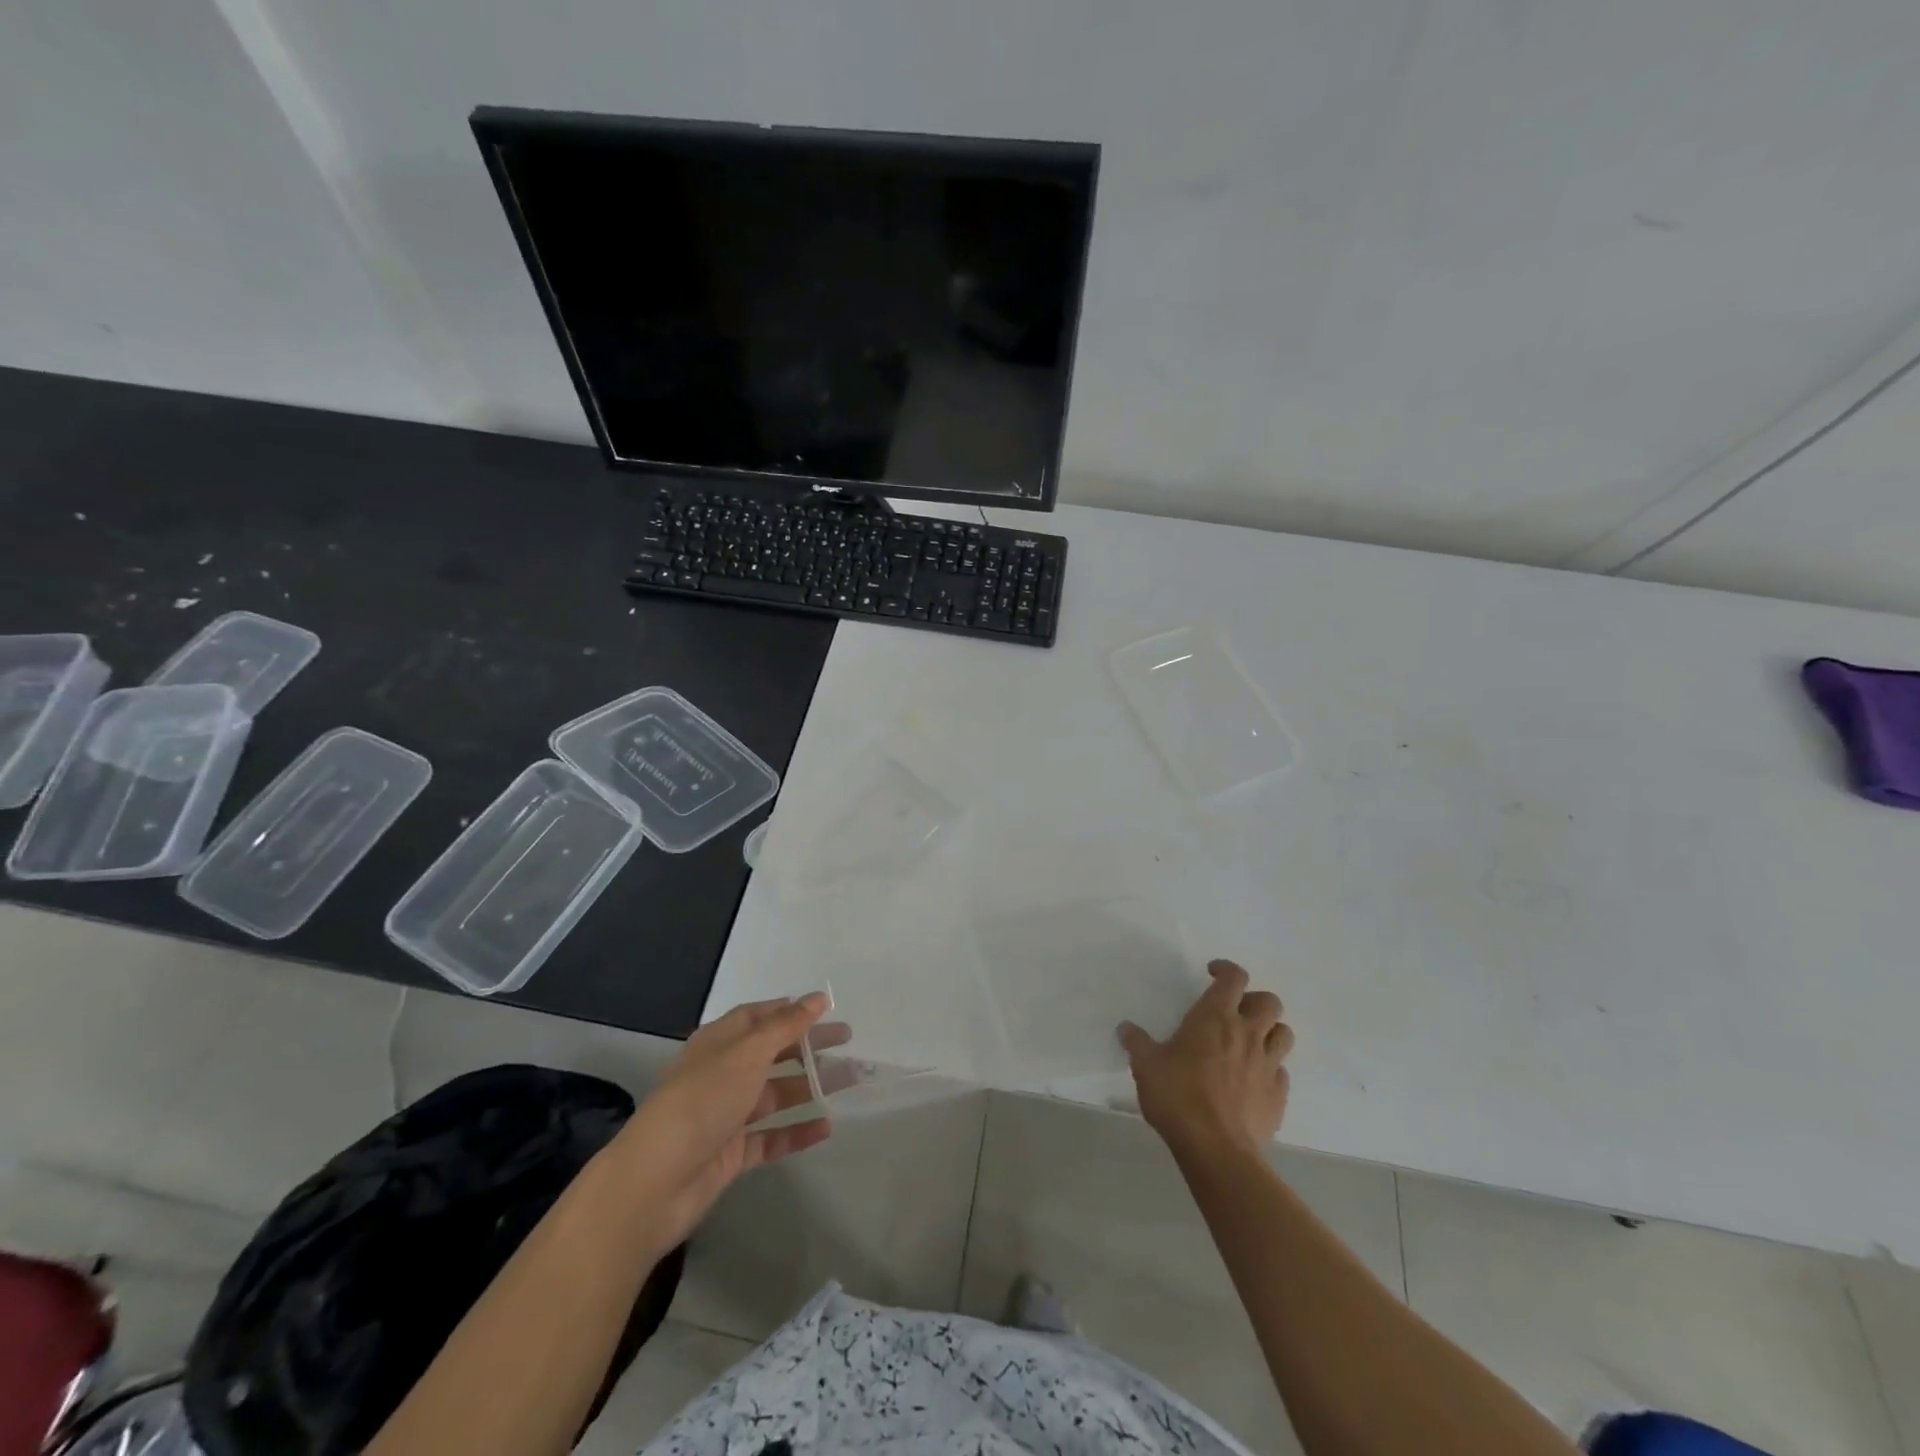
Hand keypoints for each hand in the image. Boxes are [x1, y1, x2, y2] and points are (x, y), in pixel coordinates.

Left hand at [612, 995, 850, 1253]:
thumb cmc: (702, 1101)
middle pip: (772, 1053)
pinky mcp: (732, 1153)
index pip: (757, 1016)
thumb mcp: (747, 1053)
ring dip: (811, 1086)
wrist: (655, 1182)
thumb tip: (817, 998)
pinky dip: (797, 1131)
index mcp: (719, 1043)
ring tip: (851, 1080)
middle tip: (847, 1041)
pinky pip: (772, 1136)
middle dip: (808, 1045)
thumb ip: (785, 1026)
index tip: (826, 1008)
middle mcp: (723, 1074)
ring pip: (777, 1094)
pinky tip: (826, 1127)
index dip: (789, 1010)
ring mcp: (727, 1115)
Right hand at [1119, 960, 1292, 1161]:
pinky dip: (1270, 1069)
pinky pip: (1281, 1072)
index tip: (1212, 974)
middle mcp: (1247, 1034)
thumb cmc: (1177, 1096)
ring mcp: (1267, 1065)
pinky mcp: (1278, 1097)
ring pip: (1284, 1034)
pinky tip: (1252, 1081)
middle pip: (1269, 1001)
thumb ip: (1137, 1043)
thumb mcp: (1146, 1065)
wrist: (1216, 1149)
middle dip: (1254, 1000)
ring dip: (1270, 1031)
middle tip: (1234, 1011)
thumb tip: (1125, 1028)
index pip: (1234, 977)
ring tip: (1249, 1042)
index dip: (1226, 969)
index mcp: (1215, 1017)